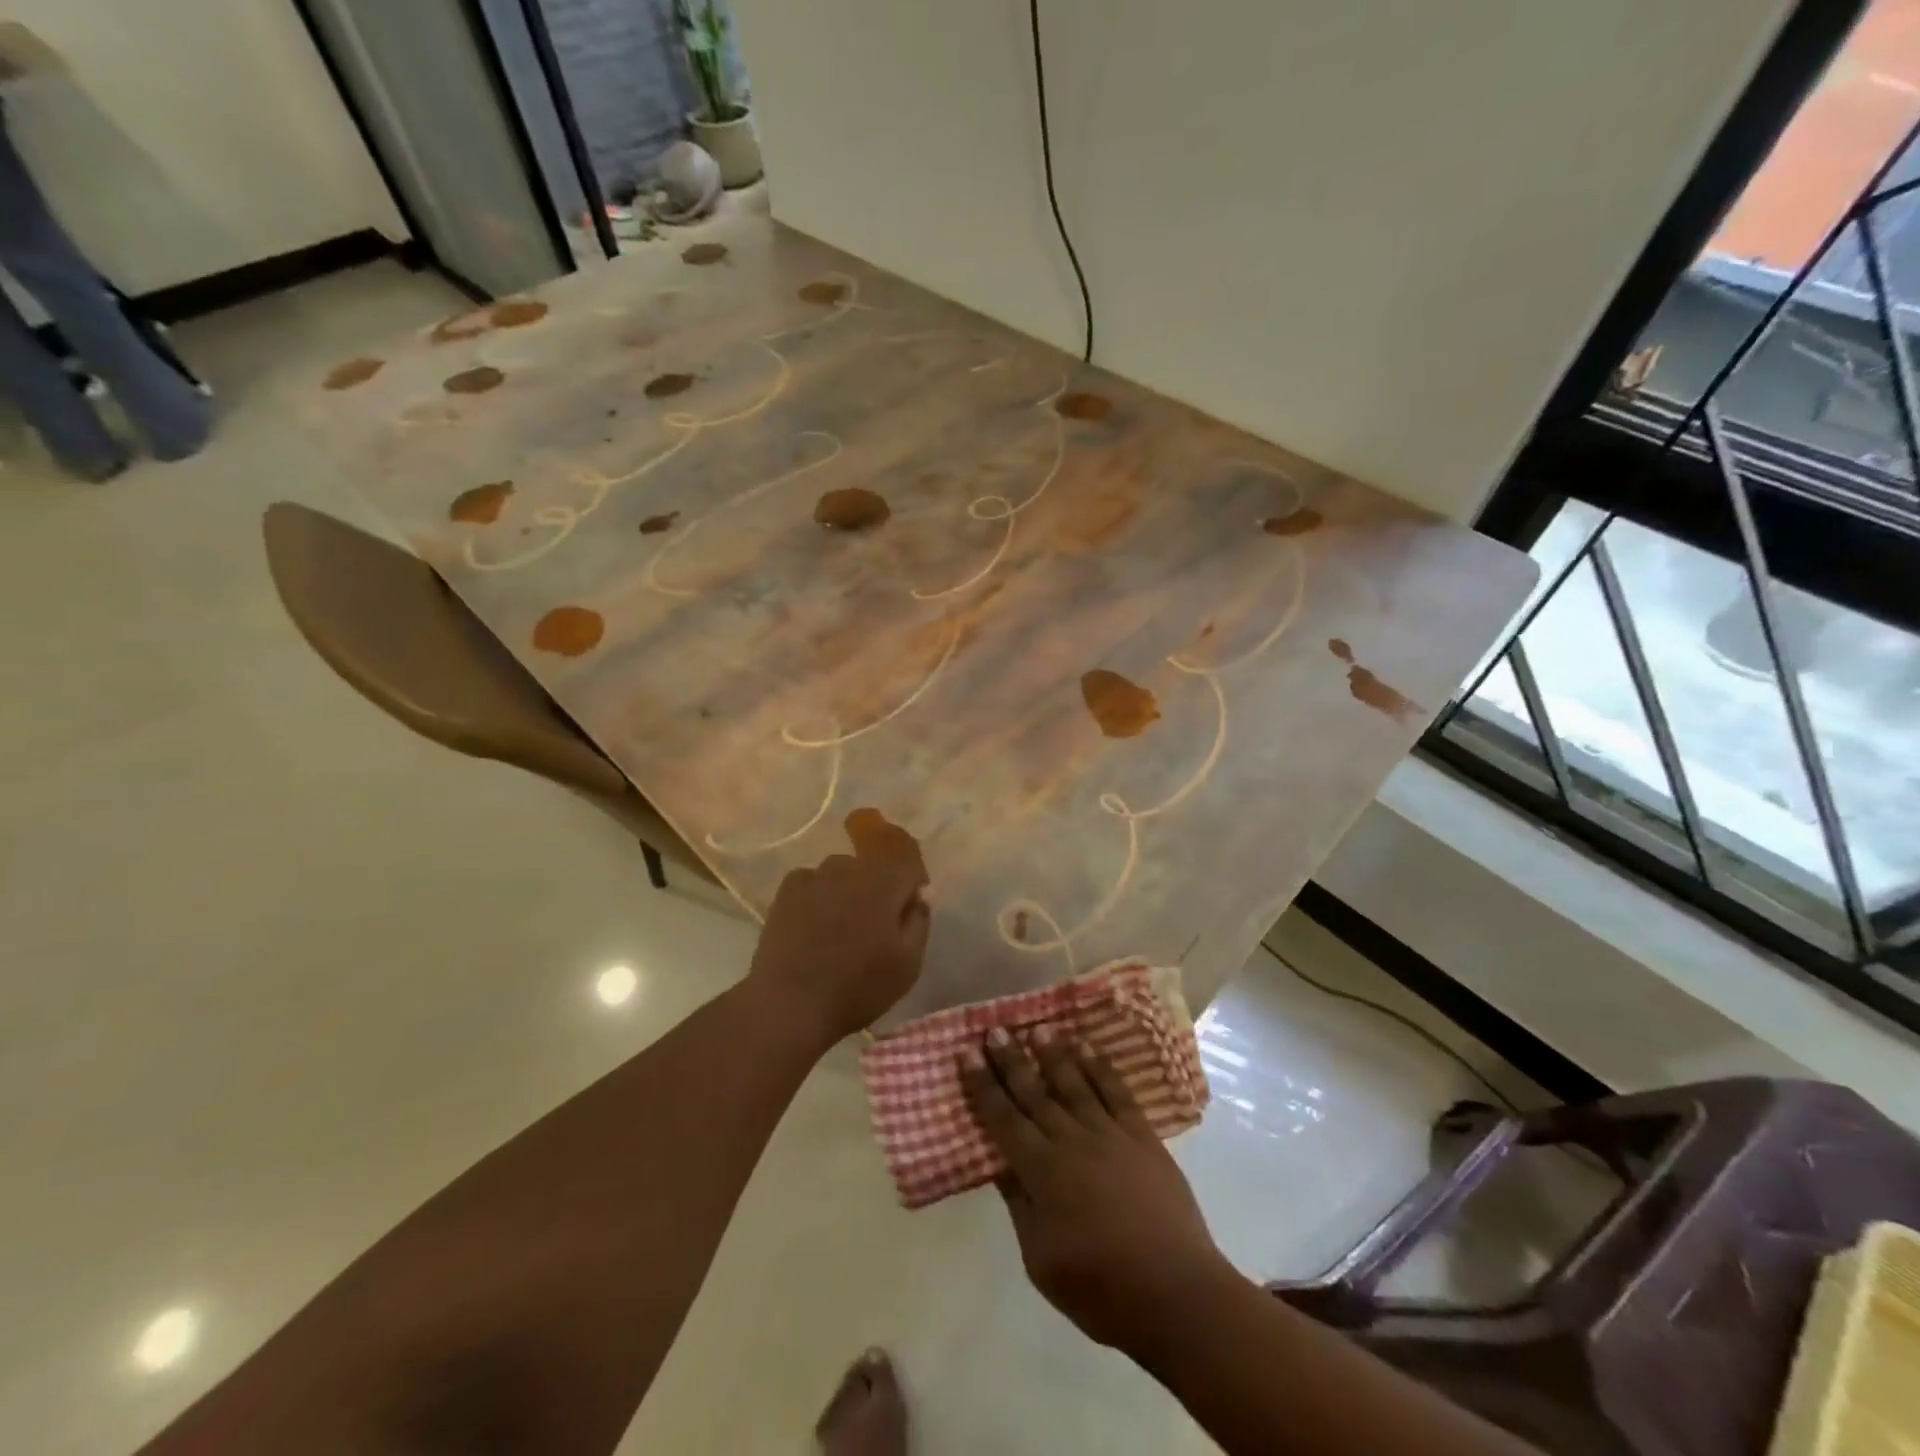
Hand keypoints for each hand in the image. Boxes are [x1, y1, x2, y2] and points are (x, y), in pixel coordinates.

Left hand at [747, 819, 929, 1043]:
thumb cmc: (857, 986)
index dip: (912, 877)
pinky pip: (814, 883)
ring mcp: (814, 875)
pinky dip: (819, 898)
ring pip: (842, 874)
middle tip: (874, 927)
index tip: (910, 903)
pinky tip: (813, 928)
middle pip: (873, 866)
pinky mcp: (786, 890)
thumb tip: (917, 897)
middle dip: (879, 888)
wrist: (789, 1003)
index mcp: (883, 881)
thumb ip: (919, 921)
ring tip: (839, 931)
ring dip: (847, 892)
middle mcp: (849, 867)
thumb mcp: (908, 964)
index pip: (906, 854)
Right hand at [960, 1028, 1234, 1355]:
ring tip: (1038, 1027)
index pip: (1003, 1119)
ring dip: (1054, 1053)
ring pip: (1074, 1082)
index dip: (983, 1085)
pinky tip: (1087, 1046)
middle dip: (1011, 1060)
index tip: (967, 1054)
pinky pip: (1116, 1091)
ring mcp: (1109, 1134)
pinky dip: (1100, 1066)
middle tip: (995, 1030)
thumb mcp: (1041, 1260)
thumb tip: (999, 1163)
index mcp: (1041, 1172)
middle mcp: (1071, 1141)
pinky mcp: (1142, 1136)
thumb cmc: (1100, 1289)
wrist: (1175, 1294)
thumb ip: (1020, 1205)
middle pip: (1034, 1092)